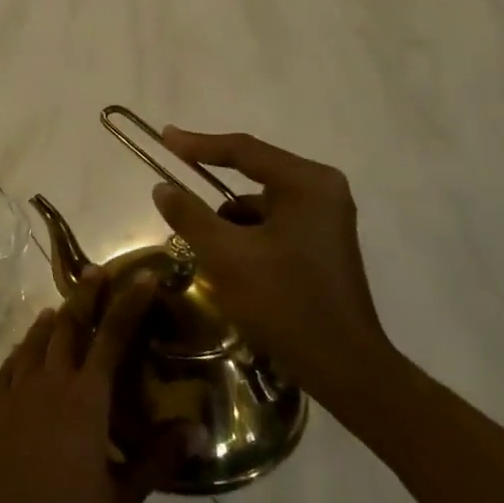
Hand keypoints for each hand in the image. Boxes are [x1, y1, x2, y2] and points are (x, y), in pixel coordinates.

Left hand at [0, 268, 166, 502]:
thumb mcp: (120, 496)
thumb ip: (159, 461)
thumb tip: (197, 430)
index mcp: (86, 397)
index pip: (113, 337)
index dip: (129, 304)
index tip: (142, 278)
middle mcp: (52, 379)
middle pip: (70, 324)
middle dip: (85, 295)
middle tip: (95, 271)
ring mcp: (18, 387)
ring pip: (37, 338)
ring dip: (53, 318)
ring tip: (63, 305)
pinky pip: (12, 361)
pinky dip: (24, 346)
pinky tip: (27, 346)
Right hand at [150, 127, 397, 394]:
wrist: (341, 365)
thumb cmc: (284, 302)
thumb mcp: (226, 256)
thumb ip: (190, 215)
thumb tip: (162, 188)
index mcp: (306, 184)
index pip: (244, 151)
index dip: (198, 144)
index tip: (163, 137)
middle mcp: (322, 191)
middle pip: (253, 174)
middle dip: (211, 188)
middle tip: (173, 188)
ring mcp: (325, 218)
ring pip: (259, 204)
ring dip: (228, 221)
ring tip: (205, 249)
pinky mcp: (321, 243)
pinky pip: (272, 224)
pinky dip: (246, 236)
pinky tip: (231, 265)